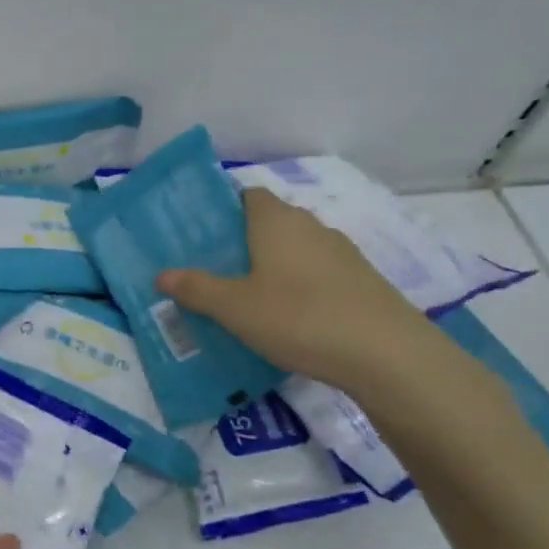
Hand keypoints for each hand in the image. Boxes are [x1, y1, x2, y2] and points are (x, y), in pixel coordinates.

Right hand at [156, 187, 442, 395]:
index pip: (248, 195)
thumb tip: (161, 274)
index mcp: (276, 221)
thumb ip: (197, 289)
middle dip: (245, 241)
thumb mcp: (235, 308)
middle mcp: (310, 226)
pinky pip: (319, 274)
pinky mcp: (362, 281)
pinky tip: (291, 318)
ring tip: (249, 297)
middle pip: (271, 222)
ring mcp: (342, 253)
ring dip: (275, 266)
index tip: (203, 235)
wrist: (386, 354)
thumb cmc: (299, 317)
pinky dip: (301, 287)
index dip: (225, 209)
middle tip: (217, 271)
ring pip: (297, 250)